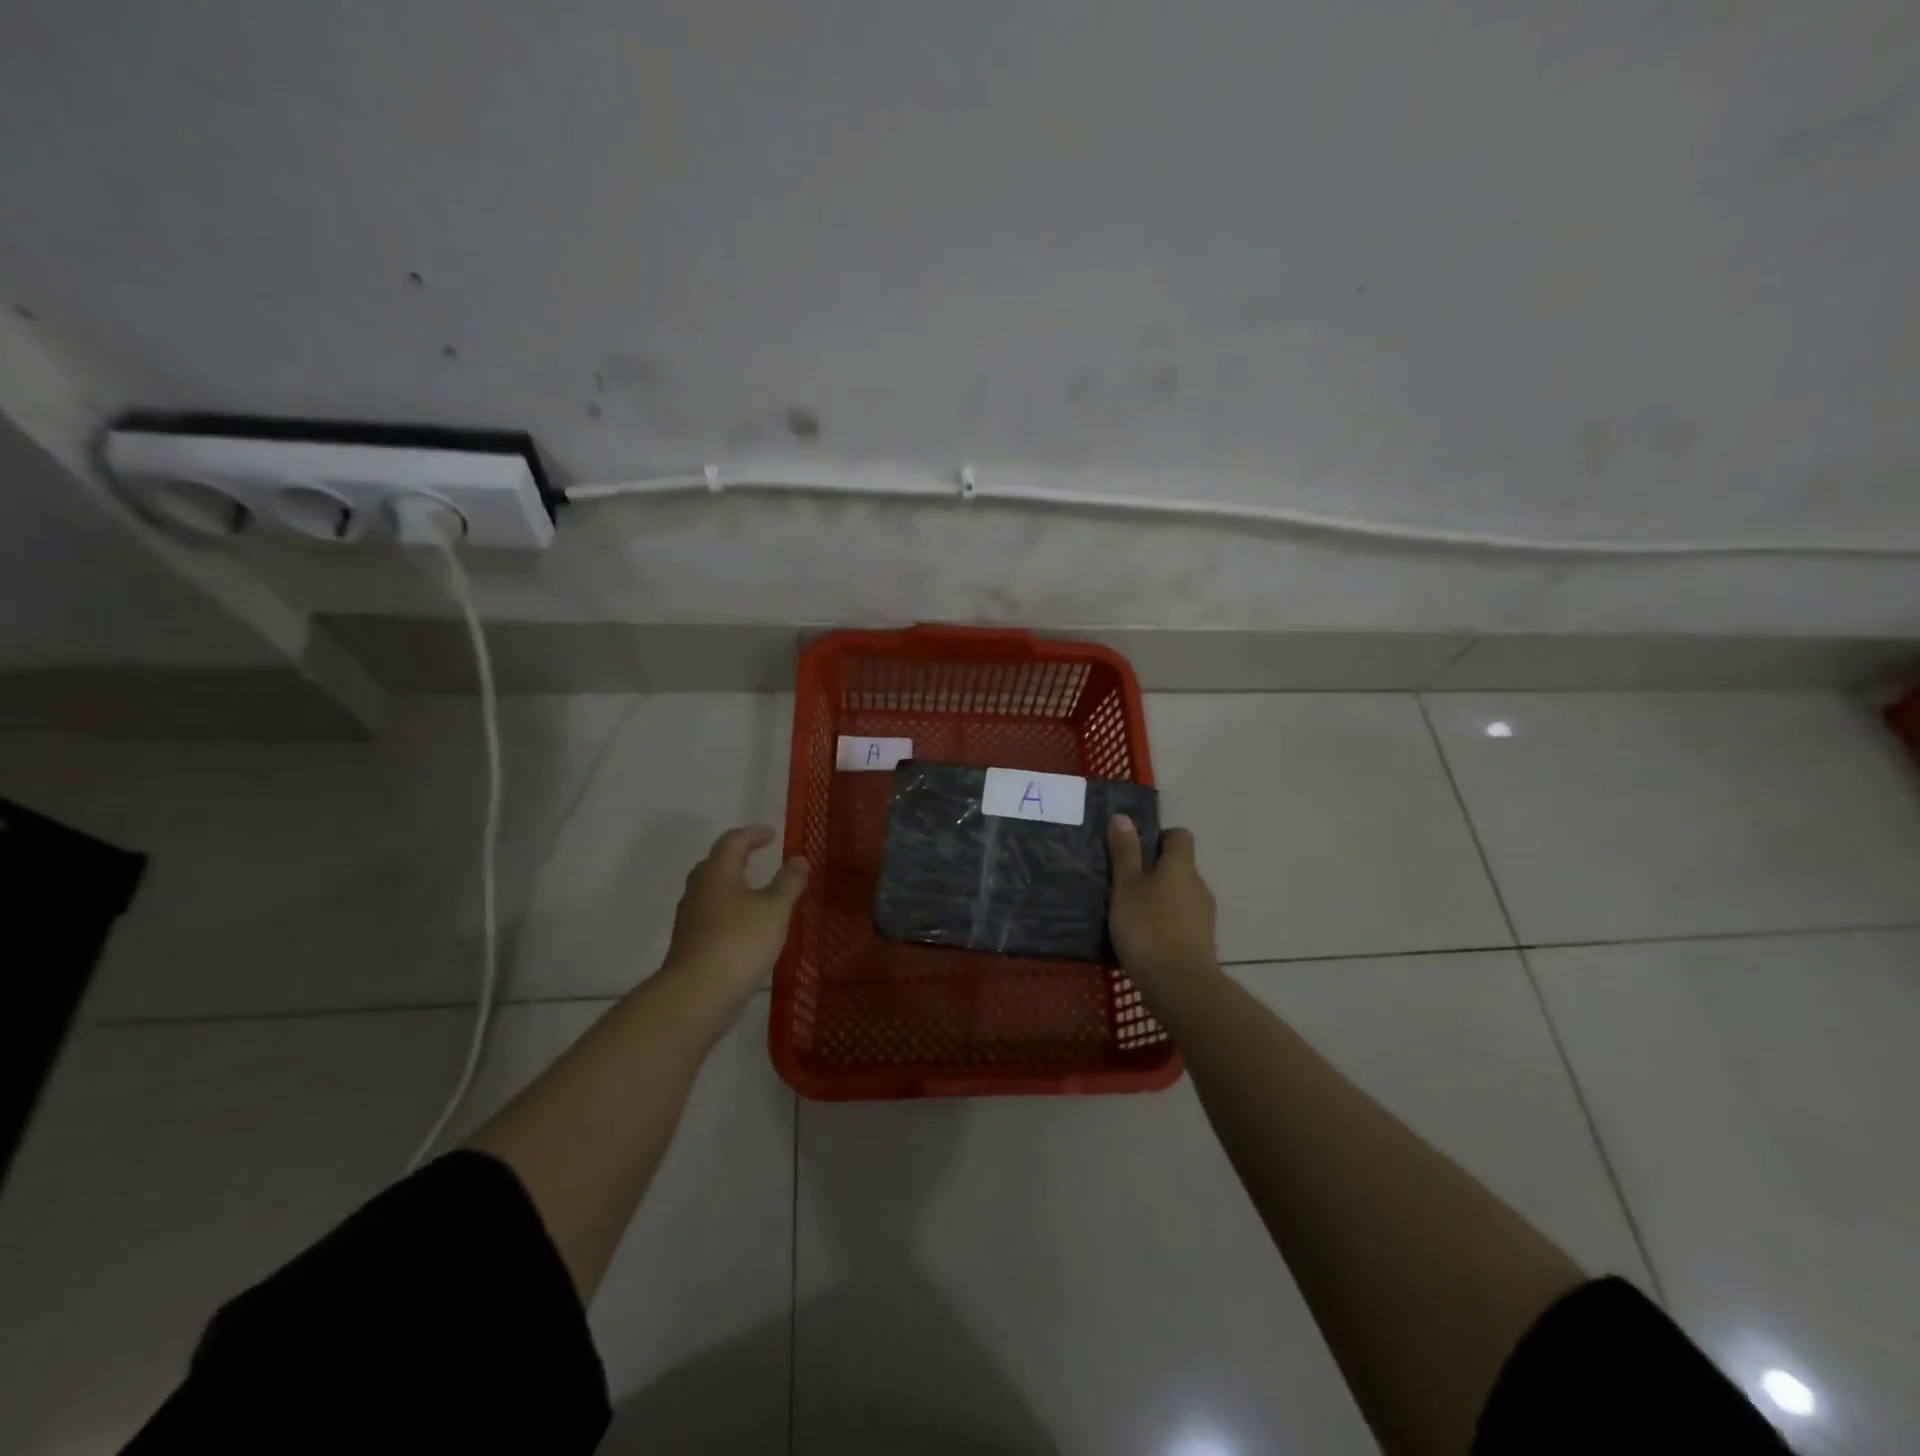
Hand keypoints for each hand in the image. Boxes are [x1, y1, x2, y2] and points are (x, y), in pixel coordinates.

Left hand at [662, 825, 808, 1005]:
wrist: (697, 994)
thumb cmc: (739, 942)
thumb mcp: (774, 909)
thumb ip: (788, 882)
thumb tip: (798, 858)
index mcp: (717, 873)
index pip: (733, 841)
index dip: (753, 834)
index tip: (772, 834)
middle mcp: (698, 890)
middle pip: (715, 863)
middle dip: (737, 856)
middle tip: (759, 856)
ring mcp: (690, 918)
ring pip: (711, 890)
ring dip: (732, 884)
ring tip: (756, 890)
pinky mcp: (690, 943)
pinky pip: (711, 914)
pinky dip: (729, 909)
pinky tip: (745, 924)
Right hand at [1107, 815, 1216, 990]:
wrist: (1179, 985)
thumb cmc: (1148, 927)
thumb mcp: (1126, 886)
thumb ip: (1125, 852)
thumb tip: (1123, 816)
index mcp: (1181, 866)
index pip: (1179, 836)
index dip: (1158, 837)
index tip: (1134, 851)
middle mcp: (1198, 885)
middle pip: (1179, 867)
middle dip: (1155, 871)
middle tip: (1124, 884)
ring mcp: (1204, 915)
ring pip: (1180, 895)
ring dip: (1160, 899)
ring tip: (1130, 914)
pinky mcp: (1201, 941)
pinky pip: (1182, 920)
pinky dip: (1166, 922)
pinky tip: (1145, 939)